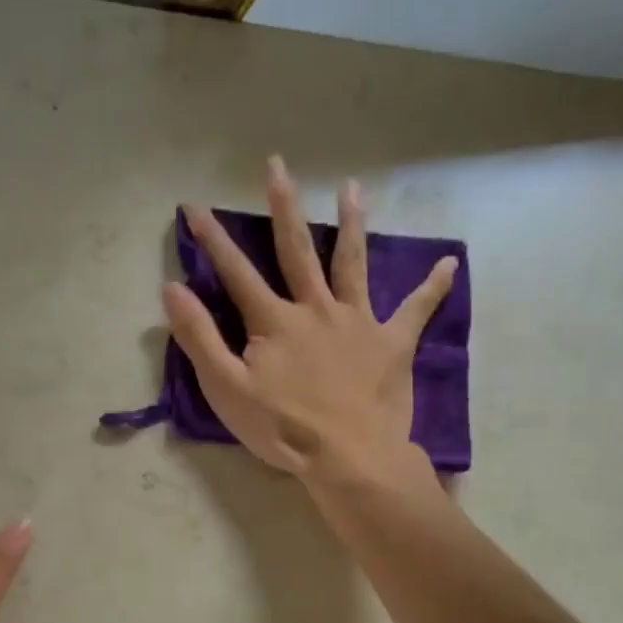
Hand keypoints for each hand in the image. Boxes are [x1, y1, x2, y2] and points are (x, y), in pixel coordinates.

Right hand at [163, 156, 455, 485]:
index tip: (194, 205)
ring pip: (352, 264)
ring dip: (351, 224)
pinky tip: (450, 263)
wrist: (349, 458)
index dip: (211, 239)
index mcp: (275, 321)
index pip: (236, 272)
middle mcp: (316, 308)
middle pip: (296, 250)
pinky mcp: (391, 343)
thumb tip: (172, 288)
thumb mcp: (227, 389)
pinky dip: (431, 287)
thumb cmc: (283, 429)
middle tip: (277, 164)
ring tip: (352, 188)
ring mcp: (357, 322)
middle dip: (283, 206)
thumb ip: (199, 338)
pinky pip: (415, 310)